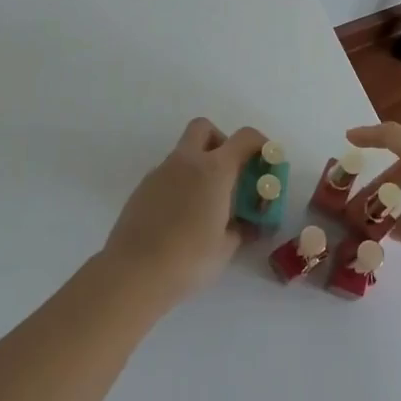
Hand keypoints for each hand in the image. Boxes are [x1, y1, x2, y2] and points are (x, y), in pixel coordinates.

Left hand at [104, 118, 265, 303]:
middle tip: (229, 172)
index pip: (244, 138)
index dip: (259, 143)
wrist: (134, 272)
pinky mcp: (143, 188)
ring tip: (206, 204)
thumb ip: (241, 228)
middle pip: (204, 128)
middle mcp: (186, 161)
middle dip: (220, 141)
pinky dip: (180, 183)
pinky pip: (168, 174)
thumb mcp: (226, 247)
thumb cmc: (189, 259)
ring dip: (199, 165)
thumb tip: (248, 224)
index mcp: (214, 170)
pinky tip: (181, 216)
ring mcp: (160, 172)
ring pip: (183, 152)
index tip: (266, 161)